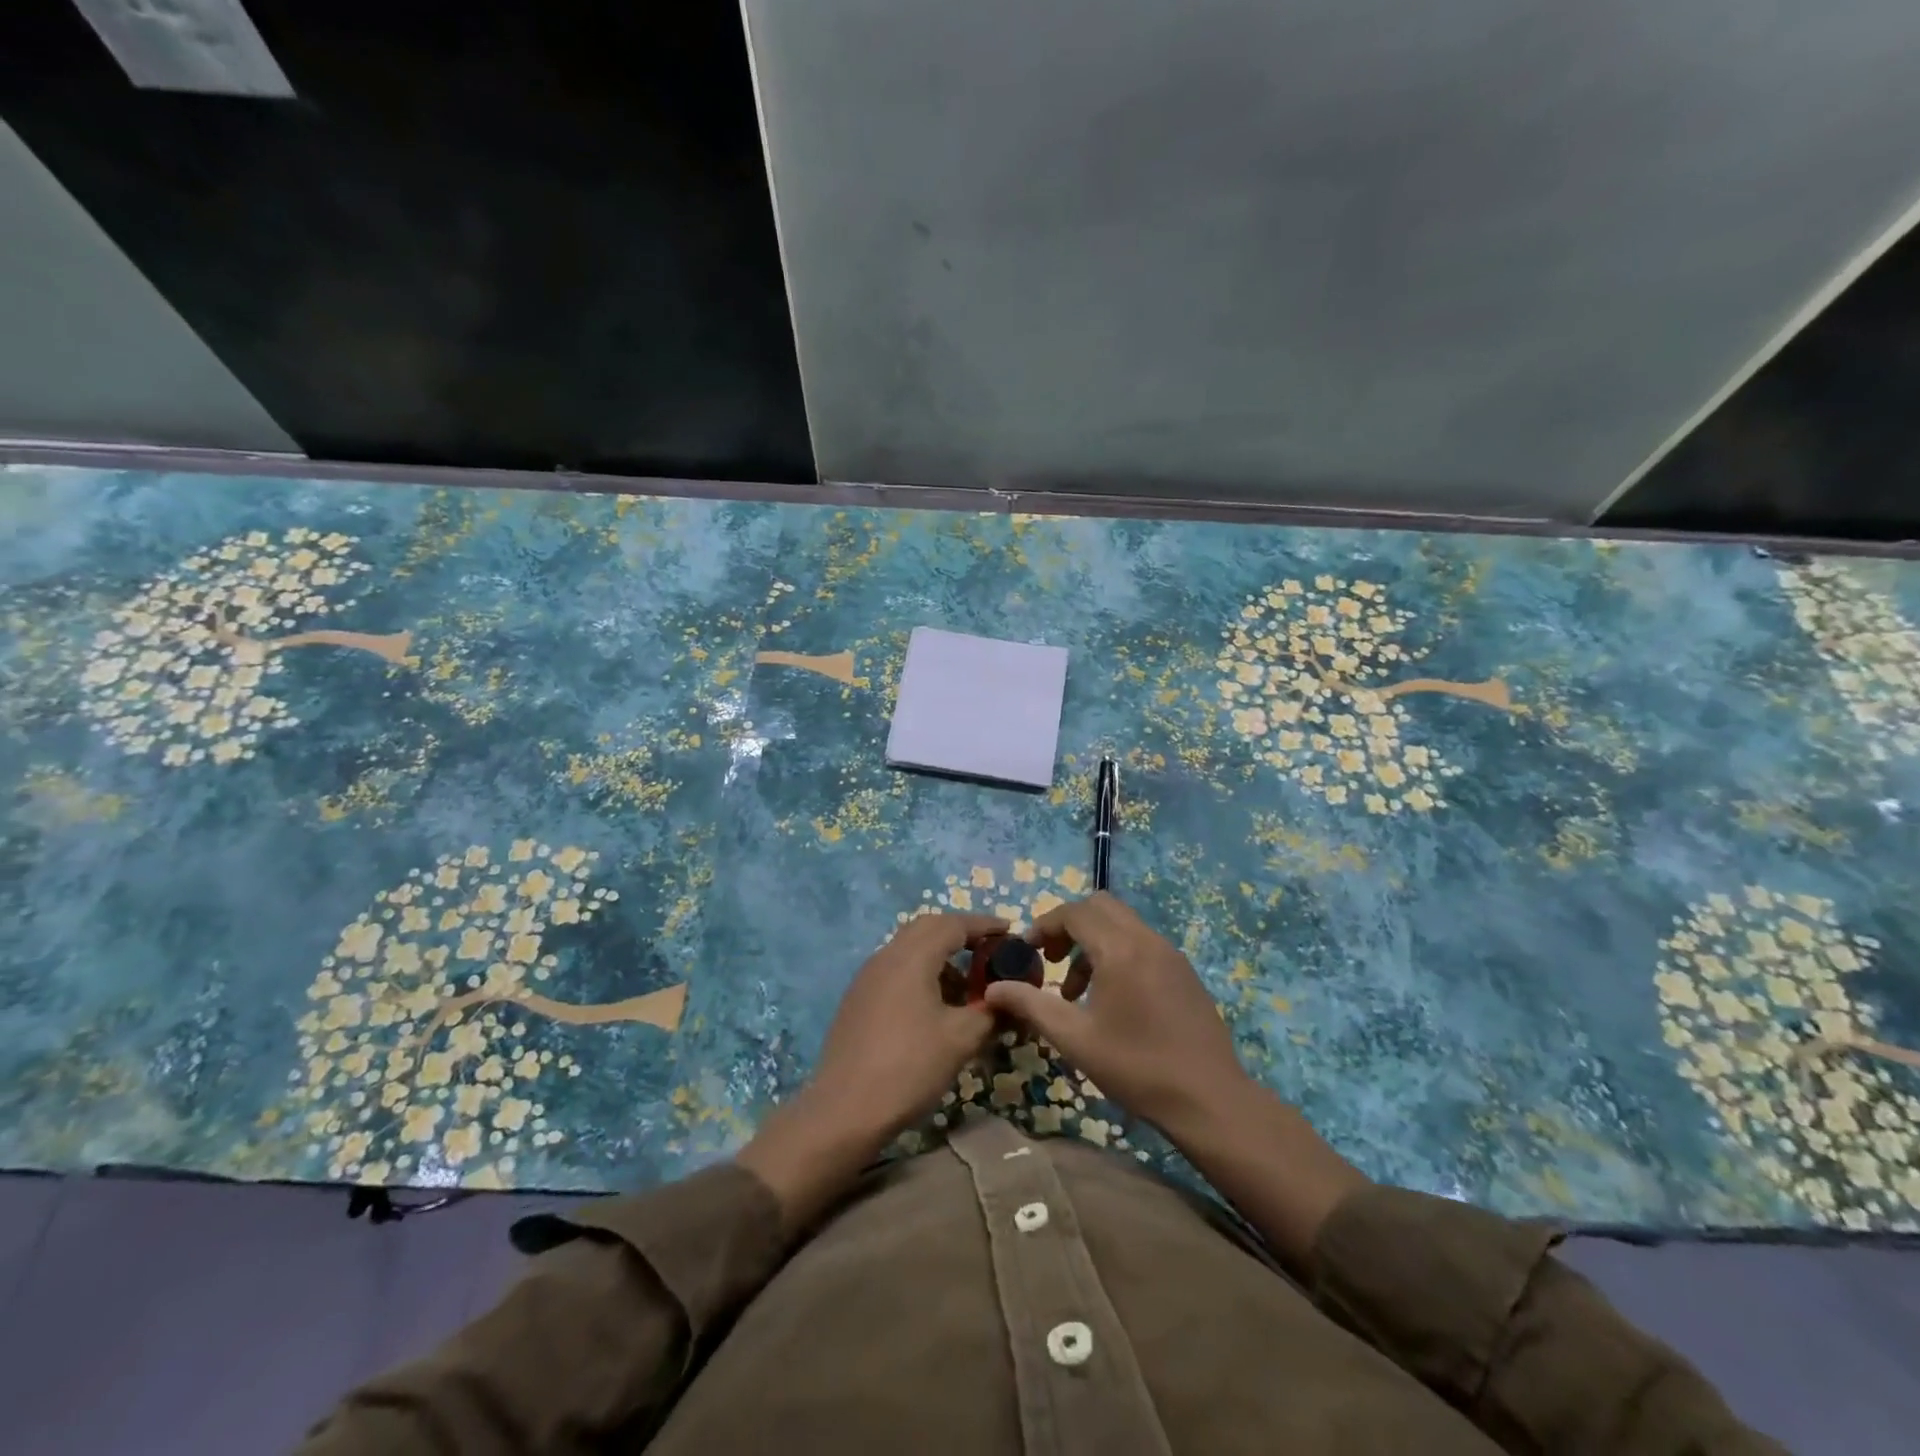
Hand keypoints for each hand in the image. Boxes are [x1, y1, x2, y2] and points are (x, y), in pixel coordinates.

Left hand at [740, 912, 1002, 1230]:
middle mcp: (886, 956)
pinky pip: (896, 970)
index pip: (953, 924)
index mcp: (912, 957)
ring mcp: (867, 977)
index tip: (1009, 930)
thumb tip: (1009, 999)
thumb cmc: (909, 1067)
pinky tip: (935, 1006)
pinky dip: (921, 973)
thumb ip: (990, 1011)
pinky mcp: (858, 999)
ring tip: (966, 986)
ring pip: (909, 949)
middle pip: (928, 928)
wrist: (845, 1109)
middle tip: (989, 952)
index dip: (984, 925)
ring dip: (940, 956)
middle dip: (961, 934)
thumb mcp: (961, 1039)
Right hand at [982, 892, 1250, 1136]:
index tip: (1027, 950)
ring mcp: (1170, 954)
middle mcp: (1147, 939)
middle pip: (1100, 907)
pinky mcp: (1183, 971)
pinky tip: (1111, 1000)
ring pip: (1122, 924)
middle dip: (1069, 925)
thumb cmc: (1136, 1067)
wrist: (1209, 1099)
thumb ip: (1031, 1005)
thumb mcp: (1074, 1038)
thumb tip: (994, 989)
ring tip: (1075, 991)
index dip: (1044, 925)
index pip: (1074, 912)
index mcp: (1120, 949)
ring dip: (1092, 942)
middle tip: (1051, 960)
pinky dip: (1117, 953)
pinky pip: (1141, 943)